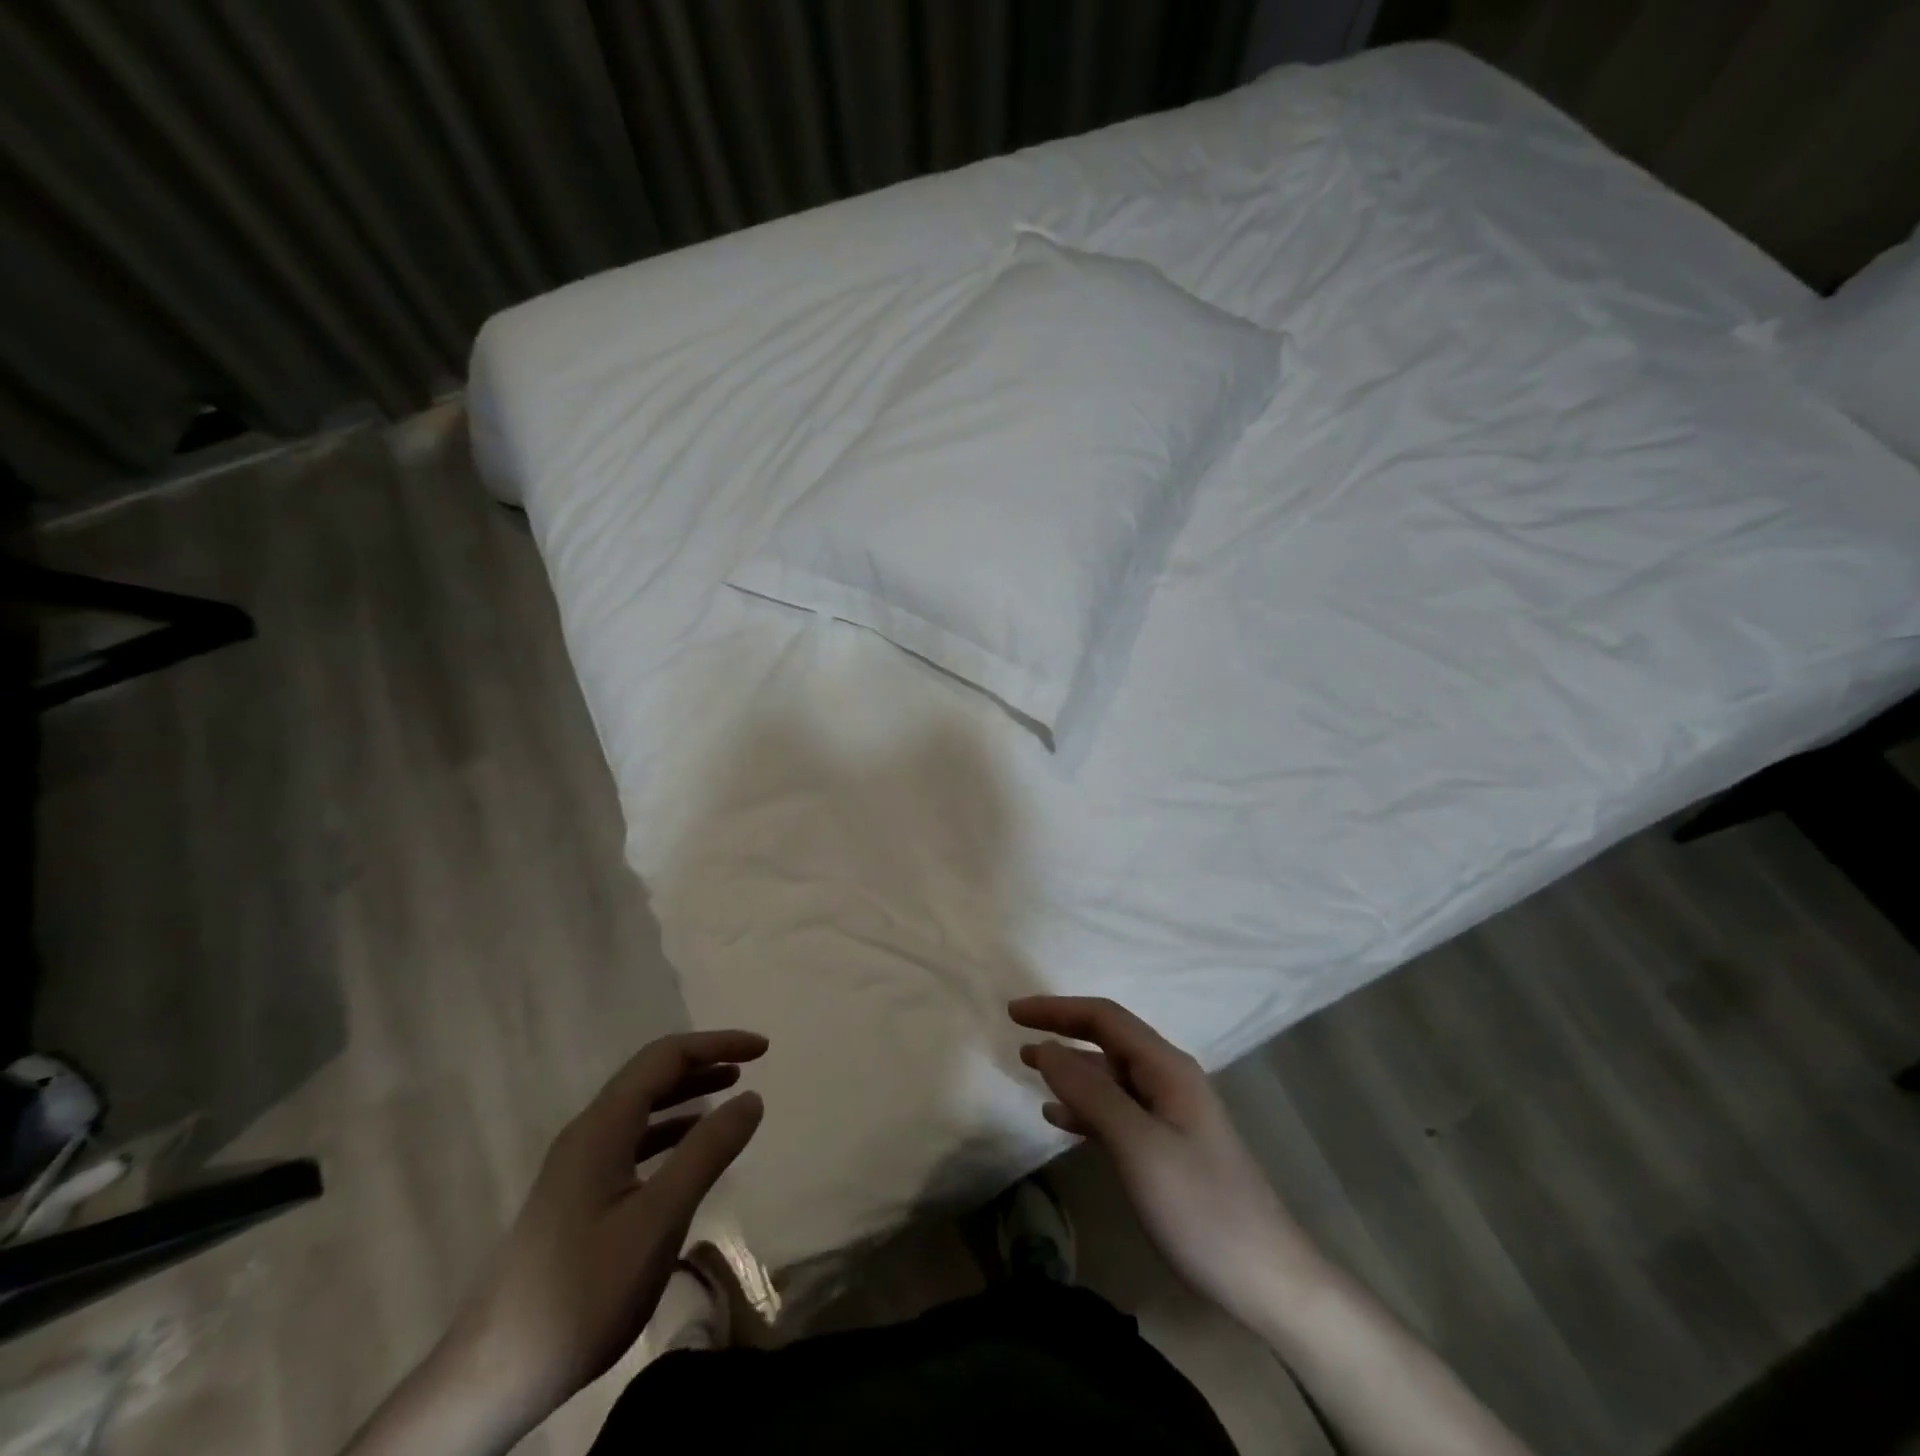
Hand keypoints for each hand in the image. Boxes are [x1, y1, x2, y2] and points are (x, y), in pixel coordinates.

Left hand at [430, 1031, 766, 1448]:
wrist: (495, 1375)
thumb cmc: (583, 1291)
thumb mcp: (657, 1220)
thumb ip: (706, 1152)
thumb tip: (752, 1097)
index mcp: (602, 1127)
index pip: (665, 1058)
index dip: (715, 1043)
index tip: (763, 1049)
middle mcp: (588, 1133)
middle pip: (650, 1075)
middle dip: (703, 1060)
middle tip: (752, 1062)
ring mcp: (579, 1165)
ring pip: (641, 1107)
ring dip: (687, 1092)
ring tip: (731, 1089)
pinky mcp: (579, 1195)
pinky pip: (633, 1139)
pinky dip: (670, 1128)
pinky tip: (690, 1147)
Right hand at [1010, 996, 1313, 1325]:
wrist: (1267, 1279)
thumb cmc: (1201, 1207)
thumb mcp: (1138, 1146)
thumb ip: (1091, 1093)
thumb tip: (1046, 1048)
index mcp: (1167, 1067)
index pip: (1104, 1018)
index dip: (1057, 1009)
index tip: (1014, 1013)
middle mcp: (1169, 1079)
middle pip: (1108, 1040)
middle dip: (1062, 1032)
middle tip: (1017, 1037)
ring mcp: (1170, 1113)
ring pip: (1110, 1076)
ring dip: (1070, 1070)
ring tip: (1029, 1071)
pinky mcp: (1168, 1146)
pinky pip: (1117, 1110)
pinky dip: (1085, 1107)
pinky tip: (1060, 1119)